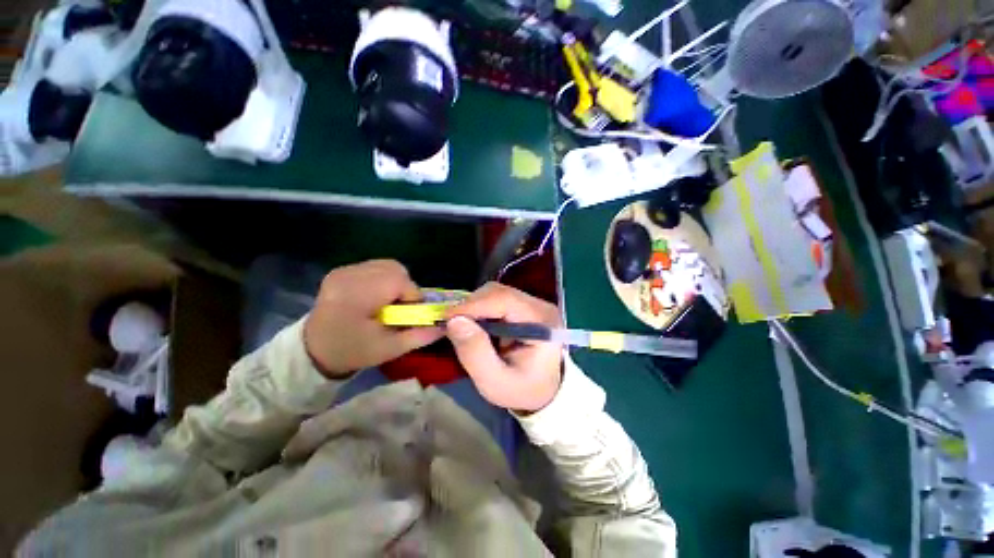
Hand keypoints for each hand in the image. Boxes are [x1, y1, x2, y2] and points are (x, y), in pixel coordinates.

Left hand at [304, 260, 442, 377]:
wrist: (315, 350)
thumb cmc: (354, 351)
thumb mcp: (390, 349)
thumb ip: (420, 335)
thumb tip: (446, 325)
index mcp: (357, 296)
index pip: (399, 281)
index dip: (410, 296)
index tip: (405, 313)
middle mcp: (349, 276)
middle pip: (394, 268)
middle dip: (404, 287)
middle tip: (398, 307)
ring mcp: (343, 271)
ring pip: (387, 265)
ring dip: (395, 282)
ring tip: (386, 301)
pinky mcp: (342, 270)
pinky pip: (375, 266)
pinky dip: (384, 279)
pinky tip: (375, 295)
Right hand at [445, 283, 562, 412]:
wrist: (543, 391)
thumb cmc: (521, 390)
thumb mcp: (495, 382)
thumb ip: (475, 353)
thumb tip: (453, 321)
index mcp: (541, 323)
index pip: (504, 300)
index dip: (473, 304)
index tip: (446, 317)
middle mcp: (540, 306)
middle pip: (499, 293)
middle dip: (471, 305)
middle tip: (451, 324)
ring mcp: (533, 304)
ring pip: (496, 293)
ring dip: (474, 307)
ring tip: (462, 326)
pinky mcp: (524, 306)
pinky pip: (496, 299)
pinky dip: (480, 309)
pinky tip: (474, 324)